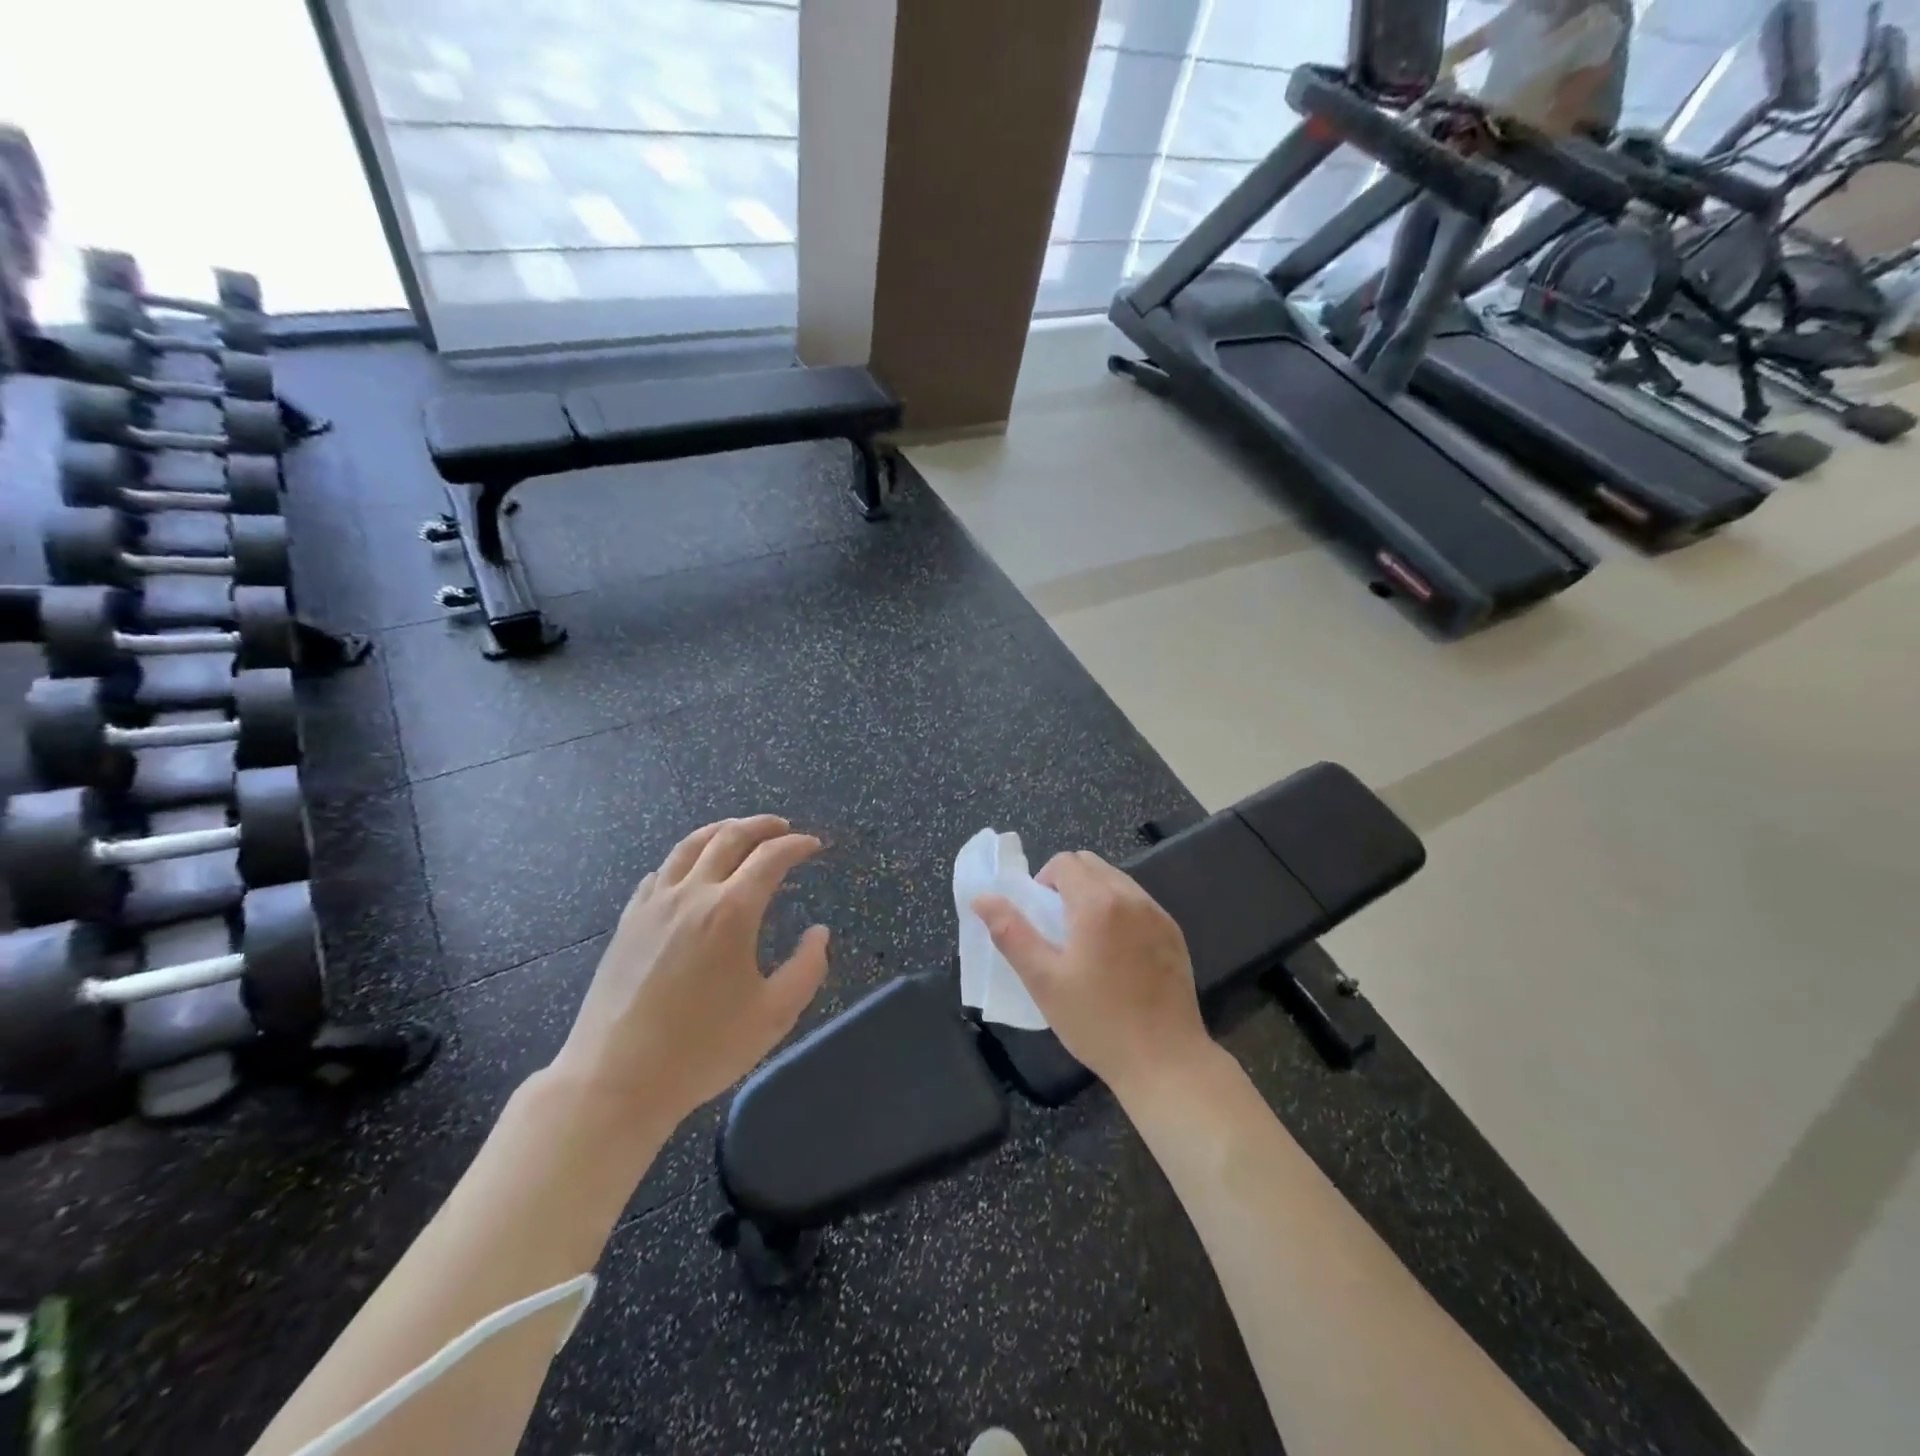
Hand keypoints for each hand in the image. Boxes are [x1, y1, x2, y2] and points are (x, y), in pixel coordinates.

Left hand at [549, 816, 829, 1128]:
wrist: (615, 1080)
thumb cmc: (702, 1049)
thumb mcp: (774, 1016)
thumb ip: (807, 968)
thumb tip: (819, 933)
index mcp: (731, 912)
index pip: (770, 858)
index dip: (796, 846)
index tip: (814, 845)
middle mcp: (692, 894)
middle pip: (729, 838)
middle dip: (761, 826)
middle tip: (783, 827)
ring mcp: (653, 905)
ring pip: (689, 846)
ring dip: (721, 830)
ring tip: (739, 830)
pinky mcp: (627, 922)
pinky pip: (660, 873)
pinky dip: (684, 858)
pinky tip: (690, 870)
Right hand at [973, 851, 1210, 1097]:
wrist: (1164, 1061)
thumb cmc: (1097, 1022)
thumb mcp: (1043, 980)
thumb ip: (1011, 932)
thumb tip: (982, 897)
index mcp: (1097, 903)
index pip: (1065, 862)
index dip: (1044, 881)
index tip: (1041, 918)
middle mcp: (1132, 897)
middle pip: (1092, 864)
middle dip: (1068, 883)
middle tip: (1058, 928)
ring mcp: (1158, 914)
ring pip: (1117, 880)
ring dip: (1094, 894)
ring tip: (1086, 941)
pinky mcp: (1174, 934)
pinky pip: (1139, 903)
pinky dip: (1120, 911)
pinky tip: (1117, 954)